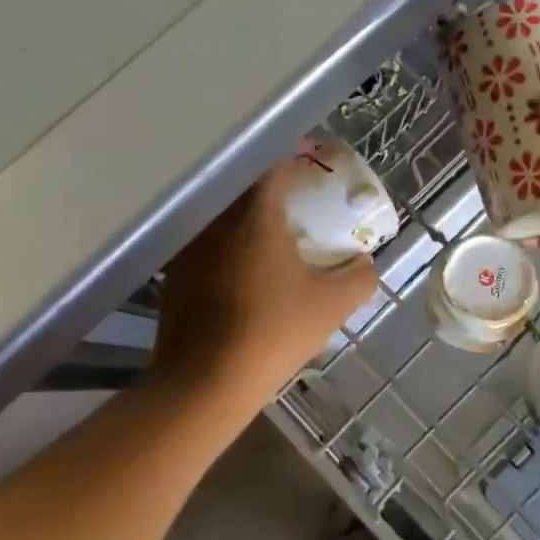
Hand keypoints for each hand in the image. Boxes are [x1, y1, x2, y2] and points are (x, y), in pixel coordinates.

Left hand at [151, 161, 378, 404]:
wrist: (205, 382)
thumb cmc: (273, 334)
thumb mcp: (332, 307)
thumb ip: (359, 278)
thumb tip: (366, 262)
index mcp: (255, 216)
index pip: (273, 165)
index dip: (294, 157)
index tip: (311, 161)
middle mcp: (216, 220)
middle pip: (243, 185)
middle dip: (269, 183)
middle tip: (294, 196)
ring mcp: (189, 247)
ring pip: (220, 213)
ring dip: (244, 212)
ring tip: (268, 228)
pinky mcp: (173, 274)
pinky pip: (203, 240)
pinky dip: (224, 241)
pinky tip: (240, 265)